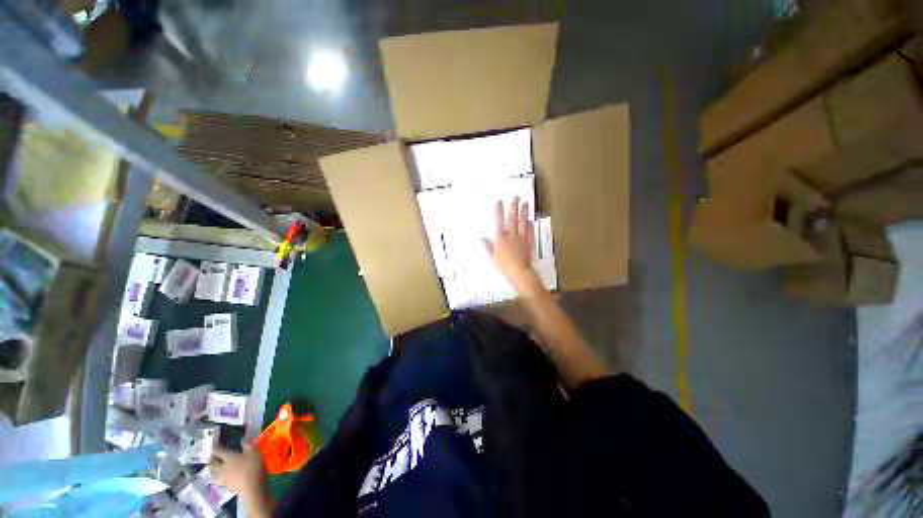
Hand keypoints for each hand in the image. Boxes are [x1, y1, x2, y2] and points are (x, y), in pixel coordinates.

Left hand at [209, 440, 266, 500]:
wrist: (252, 487)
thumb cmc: (253, 467)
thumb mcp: (254, 452)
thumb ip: (248, 444)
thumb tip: (243, 437)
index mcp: (228, 458)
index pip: (218, 451)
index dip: (216, 447)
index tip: (215, 444)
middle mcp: (222, 467)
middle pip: (212, 464)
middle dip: (212, 459)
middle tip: (213, 457)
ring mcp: (224, 478)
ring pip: (214, 473)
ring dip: (213, 470)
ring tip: (215, 467)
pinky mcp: (227, 485)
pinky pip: (219, 480)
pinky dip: (219, 477)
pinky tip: (223, 477)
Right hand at [484, 197, 536, 290]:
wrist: (519, 271)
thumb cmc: (503, 266)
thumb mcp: (492, 258)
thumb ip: (488, 248)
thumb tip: (483, 240)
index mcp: (500, 238)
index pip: (499, 222)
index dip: (499, 211)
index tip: (500, 202)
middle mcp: (511, 235)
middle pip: (512, 219)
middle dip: (513, 207)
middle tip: (516, 197)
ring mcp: (521, 238)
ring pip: (523, 223)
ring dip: (524, 212)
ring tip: (525, 204)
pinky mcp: (529, 243)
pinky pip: (530, 232)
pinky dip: (531, 226)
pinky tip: (531, 221)